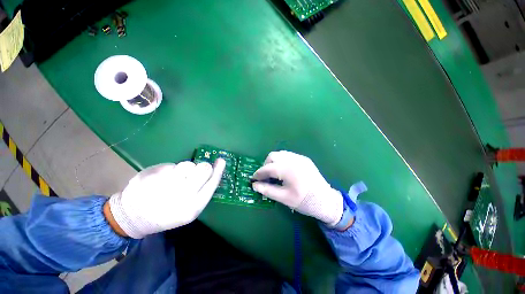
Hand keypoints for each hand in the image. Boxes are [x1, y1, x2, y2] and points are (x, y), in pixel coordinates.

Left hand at [108, 159, 225, 238]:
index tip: (221, 160)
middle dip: (202, 167)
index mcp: (194, 206)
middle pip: (203, 169)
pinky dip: (170, 170)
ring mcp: (167, 185)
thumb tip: (213, 171)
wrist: (133, 217)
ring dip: (185, 169)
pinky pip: (172, 165)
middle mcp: (183, 195)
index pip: (213, 182)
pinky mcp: (154, 176)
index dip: (218, 169)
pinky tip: (162, 180)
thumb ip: (202, 192)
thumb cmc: (167, 214)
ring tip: (174, 179)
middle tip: (194, 172)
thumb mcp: (190, 210)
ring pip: (188, 164)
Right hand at [252, 151, 342, 225]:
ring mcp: (299, 157)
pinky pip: (289, 156)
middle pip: (272, 156)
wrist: (326, 201)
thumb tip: (254, 185)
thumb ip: (267, 190)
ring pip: (280, 154)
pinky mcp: (304, 159)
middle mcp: (292, 159)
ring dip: (274, 162)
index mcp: (287, 169)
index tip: (253, 179)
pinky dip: (282, 161)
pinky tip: (284, 171)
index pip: (267, 168)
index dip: (258, 173)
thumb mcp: (284, 198)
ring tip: (274, 173)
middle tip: (265, 176)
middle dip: (265, 165)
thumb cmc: (304, 201)